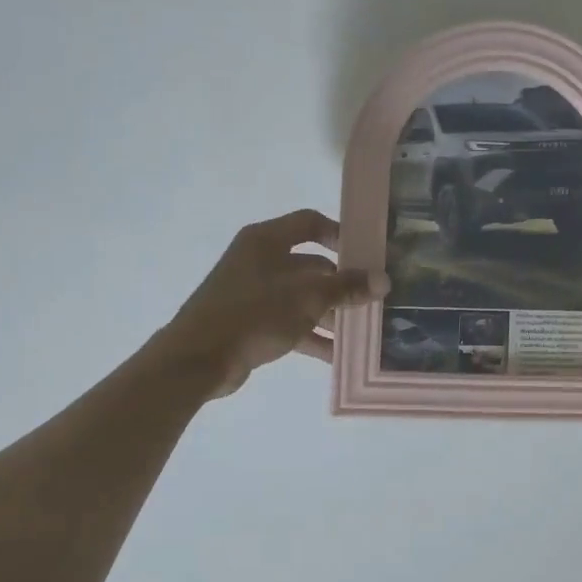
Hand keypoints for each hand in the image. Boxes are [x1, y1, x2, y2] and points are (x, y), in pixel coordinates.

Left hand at [151, 210, 388, 398]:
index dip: (340, 234)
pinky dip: (312, 336)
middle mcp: (260, 260)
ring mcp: (254, 293)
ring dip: (331, 314)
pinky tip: (338, 355)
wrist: (198, 358)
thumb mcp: (306, 298)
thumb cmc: (253, 314)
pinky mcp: (251, 322)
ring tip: (363, 331)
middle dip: (342, 284)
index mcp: (267, 240)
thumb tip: (383, 280)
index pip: (310, 223)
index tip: (367, 254)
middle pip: (310, 265)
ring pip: (302, 297)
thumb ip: (346, 288)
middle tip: (374, 299)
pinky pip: (290, 323)